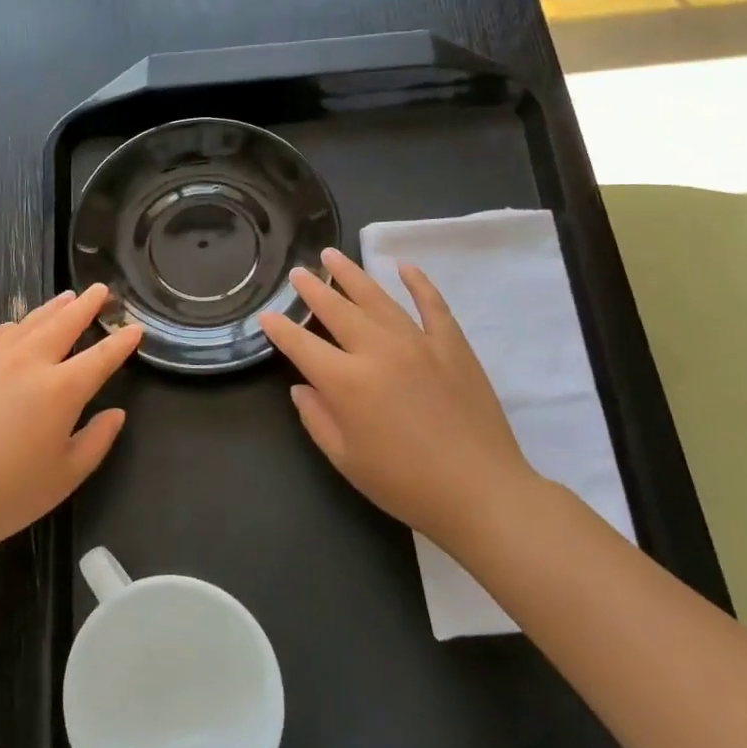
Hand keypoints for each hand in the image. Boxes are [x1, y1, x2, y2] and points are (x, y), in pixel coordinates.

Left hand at [0, 285, 143, 562]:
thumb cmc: (7, 495)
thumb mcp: (66, 476)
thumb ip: (97, 440)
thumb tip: (116, 413)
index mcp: (62, 390)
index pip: (101, 357)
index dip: (121, 341)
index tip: (135, 328)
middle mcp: (30, 362)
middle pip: (65, 323)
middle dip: (87, 305)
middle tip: (102, 290)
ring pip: (30, 322)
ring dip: (53, 307)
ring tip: (68, 297)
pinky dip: (15, 325)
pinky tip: (17, 326)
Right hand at [258, 248, 547, 549]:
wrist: (480, 491)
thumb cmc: (404, 484)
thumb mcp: (346, 459)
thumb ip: (317, 419)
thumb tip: (302, 387)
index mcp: (346, 382)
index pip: (302, 346)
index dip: (280, 329)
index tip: (266, 314)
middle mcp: (378, 351)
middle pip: (337, 310)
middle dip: (312, 290)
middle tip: (298, 272)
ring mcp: (418, 343)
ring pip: (378, 298)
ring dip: (352, 275)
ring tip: (333, 256)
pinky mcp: (452, 346)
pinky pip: (432, 305)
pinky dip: (418, 283)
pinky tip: (404, 267)